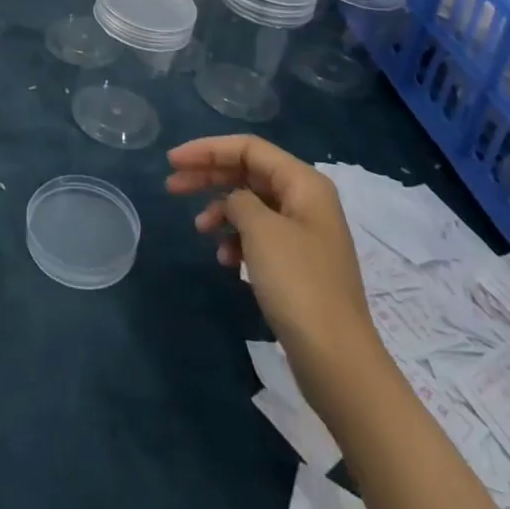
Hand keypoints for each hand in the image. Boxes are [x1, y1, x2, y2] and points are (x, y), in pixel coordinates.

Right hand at [166, 135, 383, 396]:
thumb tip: (234, 202)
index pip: (248, 148)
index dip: (207, 149)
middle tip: (172, 186)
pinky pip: (259, 236)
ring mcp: (304, 234)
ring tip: (200, 229)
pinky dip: (237, 240)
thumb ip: (238, 200)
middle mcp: (306, 201)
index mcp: (303, 183)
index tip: (172, 160)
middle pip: (248, 173)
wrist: (337, 361)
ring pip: (251, 205)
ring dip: (221, 211)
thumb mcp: (260, 230)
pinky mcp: (298, 265)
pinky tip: (226, 260)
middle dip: (209, 177)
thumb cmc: (298, 283)